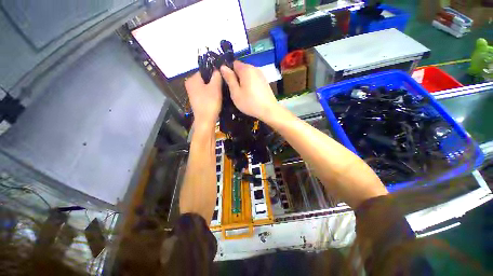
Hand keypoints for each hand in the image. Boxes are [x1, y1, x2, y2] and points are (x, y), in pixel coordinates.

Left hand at [185, 70, 221, 127]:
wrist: (205, 121)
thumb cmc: (210, 102)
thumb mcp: (216, 86)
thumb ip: (217, 74)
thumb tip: (218, 67)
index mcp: (192, 78)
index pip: (205, 69)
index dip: (215, 71)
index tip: (223, 74)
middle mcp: (189, 83)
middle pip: (205, 77)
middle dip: (213, 78)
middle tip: (223, 81)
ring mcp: (191, 91)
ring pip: (205, 83)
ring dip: (213, 85)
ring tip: (222, 87)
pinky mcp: (195, 98)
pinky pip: (204, 90)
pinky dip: (210, 91)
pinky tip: (217, 94)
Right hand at [220, 61, 278, 120]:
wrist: (269, 110)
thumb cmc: (250, 102)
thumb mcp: (235, 91)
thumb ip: (229, 78)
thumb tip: (222, 67)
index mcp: (246, 69)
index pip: (233, 63)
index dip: (228, 70)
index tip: (225, 80)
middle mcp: (254, 68)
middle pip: (240, 67)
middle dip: (235, 75)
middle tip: (231, 88)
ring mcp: (260, 73)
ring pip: (247, 73)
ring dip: (242, 79)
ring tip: (239, 91)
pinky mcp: (264, 80)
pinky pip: (252, 77)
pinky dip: (248, 82)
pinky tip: (248, 92)